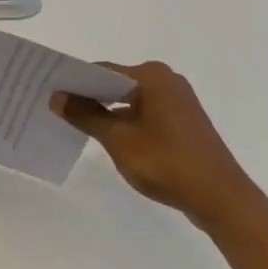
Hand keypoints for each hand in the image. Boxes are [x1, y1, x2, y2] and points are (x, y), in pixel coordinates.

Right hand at [52, 61, 261, 229]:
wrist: (220, 198)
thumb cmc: (166, 162)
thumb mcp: (118, 139)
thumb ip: (86, 115)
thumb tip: (57, 97)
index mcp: (151, 76)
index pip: (101, 70)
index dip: (73, 81)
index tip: (47, 91)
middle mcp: (166, 80)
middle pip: (115, 83)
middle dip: (87, 95)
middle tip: (54, 107)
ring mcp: (177, 101)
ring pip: (129, 99)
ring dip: (105, 110)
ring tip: (74, 123)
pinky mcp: (182, 121)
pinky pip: (143, 112)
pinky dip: (123, 120)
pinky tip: (105, 135)